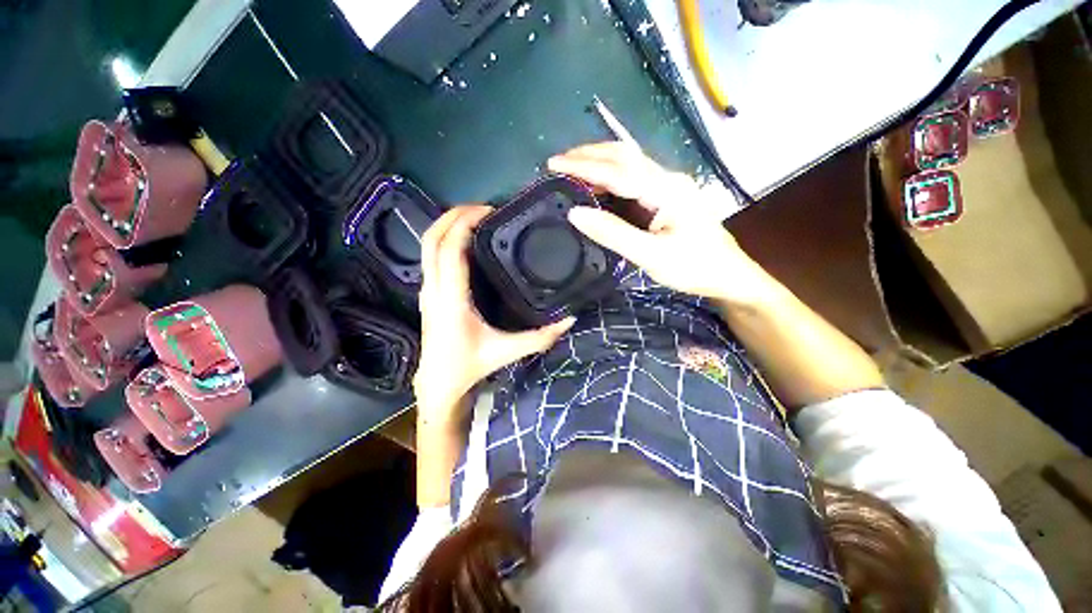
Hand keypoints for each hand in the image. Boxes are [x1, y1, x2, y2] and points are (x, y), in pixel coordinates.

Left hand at [414, 206, 574, 424]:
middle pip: (431, 239)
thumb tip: (569, 320)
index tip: (489, 211)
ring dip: (447, 224)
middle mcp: (434, 289)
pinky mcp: (429, 292)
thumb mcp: (506, 352)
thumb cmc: (469, 366)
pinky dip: (446, 239)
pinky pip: (431, 256)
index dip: (464, 224)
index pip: (450, 250)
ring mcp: (428, 289)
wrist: (439, 383)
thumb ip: (540, 337)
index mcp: (452, 300)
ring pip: (427, 245)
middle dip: (453, 215)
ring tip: (476, 218)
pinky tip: (467, 240)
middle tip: (483, 207)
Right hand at [548, 142, 770, 305]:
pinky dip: (608, 176)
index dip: (582, 167)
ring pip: (628, 163)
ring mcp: (668, 185)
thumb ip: (613, 233)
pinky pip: (632, 178)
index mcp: (666, 190)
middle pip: (623, 155)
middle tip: (557, 163)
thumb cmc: (694, 267)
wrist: (728, 275)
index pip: (616, 171)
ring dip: (597, 162)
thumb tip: (575, 213)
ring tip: (569, 169)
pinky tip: (594, 185)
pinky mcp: (666, 196)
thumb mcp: (651, 256)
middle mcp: (667, 178)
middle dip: (588, 155)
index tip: (553, 165)